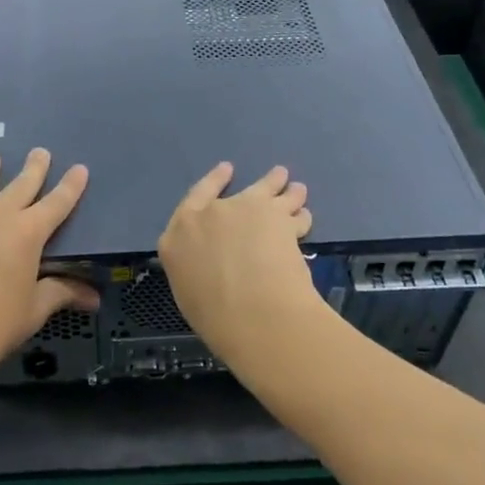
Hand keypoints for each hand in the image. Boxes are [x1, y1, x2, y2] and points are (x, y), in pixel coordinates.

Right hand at [158, 162, 317, 364]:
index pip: (194, 200)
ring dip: (287, 191)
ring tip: (298, 189)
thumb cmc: (214, 315)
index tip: (227, 169)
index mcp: (178, 236)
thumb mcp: (189, 292)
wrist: (252, 313)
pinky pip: (294, 211)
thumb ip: (197, 268)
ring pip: (271, 190)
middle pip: (238, 192)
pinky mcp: (278, 216)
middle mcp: (210, 214)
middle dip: (258, 184)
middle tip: (276, 176)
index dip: (213, 182)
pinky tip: (306, 217)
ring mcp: (245, 209)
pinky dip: (301, 215)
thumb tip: (210, 267)